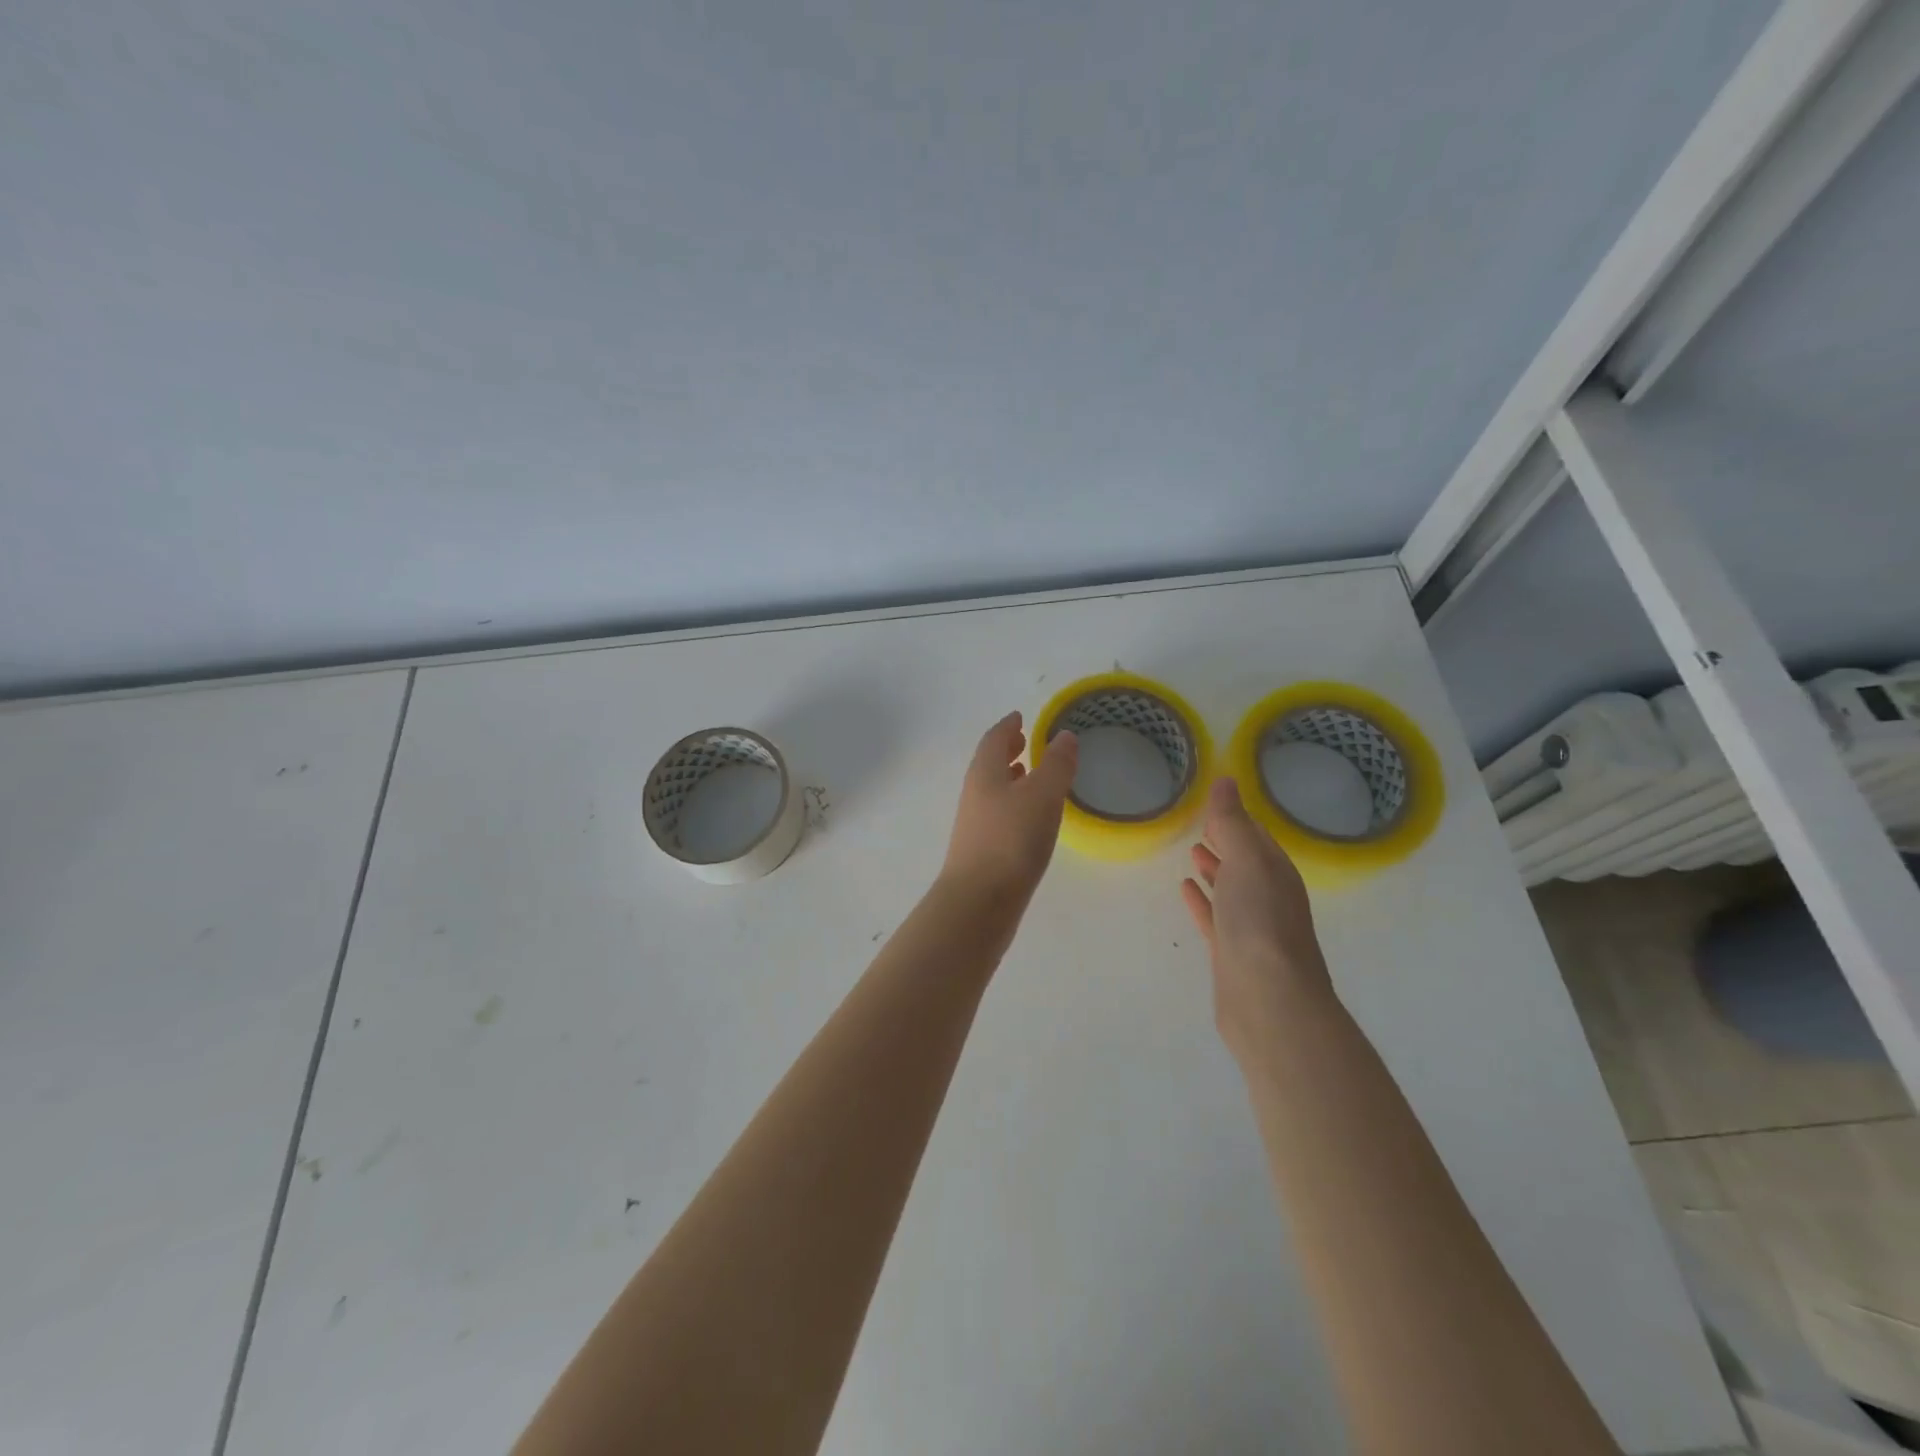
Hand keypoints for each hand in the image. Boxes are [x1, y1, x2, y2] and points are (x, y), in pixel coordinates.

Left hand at [941, 712, 1078, 906]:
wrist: (979, 902)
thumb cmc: (1012, 840)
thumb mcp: (1042, 795)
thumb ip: (1056, 764)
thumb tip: (1064, 736)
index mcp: (985, 772)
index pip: (994, 738)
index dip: (1008, 726)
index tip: (1020, 717)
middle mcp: (975, 793)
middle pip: (989, 763)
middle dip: (1007, 749)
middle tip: (1025, 741)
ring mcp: (976, 824)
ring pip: (993, 789)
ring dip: (1010, 777)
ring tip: (1029, 774)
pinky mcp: (982, 850)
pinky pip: (998, 813)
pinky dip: (1013, 803)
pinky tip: (1029, 818)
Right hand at [1180, 778, 1334, 1062]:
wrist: (1268, 1000)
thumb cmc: (1260, 922)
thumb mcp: (1247, 861)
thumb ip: (1233, 822)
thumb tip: (1227, 781)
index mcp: (1277, 873)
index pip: (1257, 837)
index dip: (1238, 819)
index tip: (1216, 804)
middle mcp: (1269, 898)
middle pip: (1246, 863)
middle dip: (1227, 843)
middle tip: (1202, 824)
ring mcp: (1251, 929)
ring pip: (1231, 890)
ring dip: (1215, 871)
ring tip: (1192, 853)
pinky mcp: (1231, 955)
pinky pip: (1214, 918)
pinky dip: (1202, 901)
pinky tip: (1185, 890)